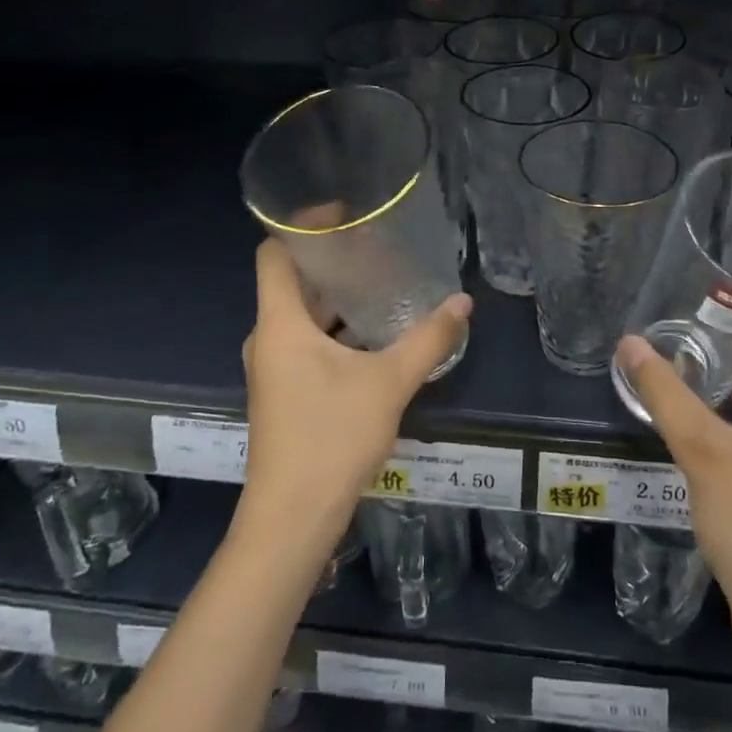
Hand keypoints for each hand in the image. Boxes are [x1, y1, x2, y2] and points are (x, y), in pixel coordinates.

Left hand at [240, 240, 471, 544]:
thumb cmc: (332, 437)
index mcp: (280, 324)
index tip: (344, 214)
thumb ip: (428, 340)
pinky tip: (374, 333)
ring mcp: (274, 368)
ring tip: (381, 281)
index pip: (274, 253)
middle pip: (292, 281)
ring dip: (336, 297)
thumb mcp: (388, 383)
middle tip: (376, 245)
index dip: (302, 226)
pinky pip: (307, 342)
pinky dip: (335, 328)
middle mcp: (269, 339)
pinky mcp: (285, 392)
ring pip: (302, 315)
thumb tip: (463, 303)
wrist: (293, 518)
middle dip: (331, 261)